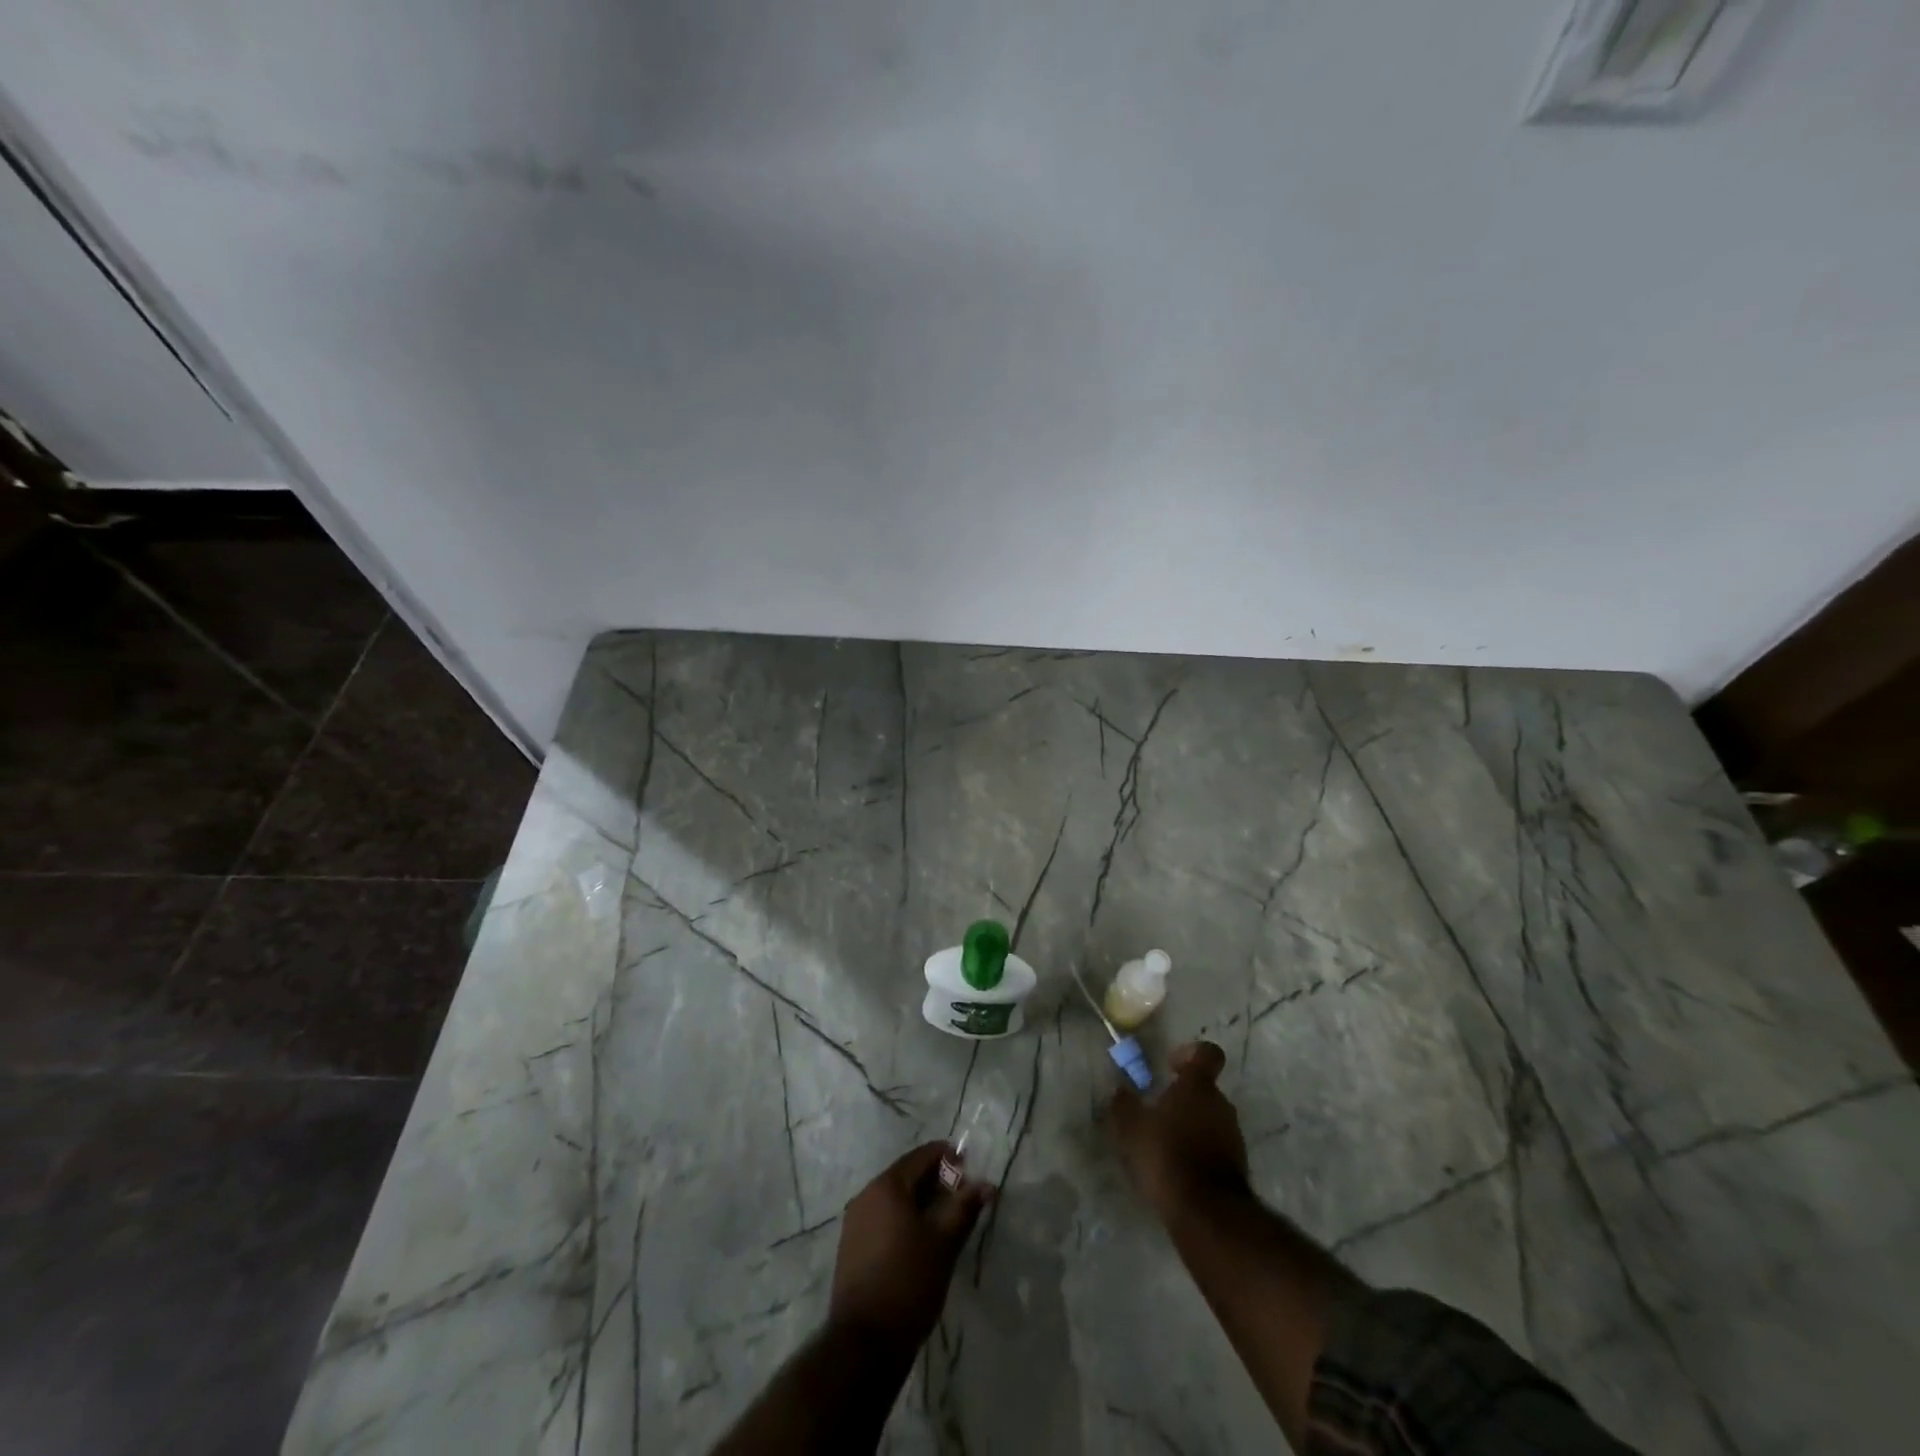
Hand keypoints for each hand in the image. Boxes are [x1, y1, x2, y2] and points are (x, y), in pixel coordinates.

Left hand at [829, 1142, 991, 1347]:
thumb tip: (986, 1185)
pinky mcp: (851, 1245)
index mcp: (887, 1186)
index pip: (922, 1156)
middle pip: (906, 1175)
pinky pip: (883, 1217)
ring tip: (945, 1221)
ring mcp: (855, 1221)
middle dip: (936, 1181)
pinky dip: (903, 1218)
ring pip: (894, 1198)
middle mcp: (866, 1194)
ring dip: (920, 1201)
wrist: (864, 1343)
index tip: (970, 1171)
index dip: (948, 1158)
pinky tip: (920, 1240)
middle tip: (962, 1199)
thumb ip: (965, 1208)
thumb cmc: (909, 1283)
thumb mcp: (944, 1244)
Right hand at [1110, 1040, 1250, 1223]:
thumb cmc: (1167, 1156)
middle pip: (1205, 1089)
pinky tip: (1178, 1169)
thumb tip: (1120, 1091)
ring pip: (1211, 1119)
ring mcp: (1233, 1137)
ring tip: (1165, 1145)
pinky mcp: (1237, 1167)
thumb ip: (1123, 1105)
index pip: (1207, 1053)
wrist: (1207, 1214)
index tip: (1171, 1066)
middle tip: (1157, 1112)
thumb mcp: (1131, 1128)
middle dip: (1183, 1097)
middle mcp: (1221, 1105)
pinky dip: (1199, 1151)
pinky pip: (1216, 1147)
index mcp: (1198, 1086)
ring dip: (1192, 1126)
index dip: (1191, 1053)